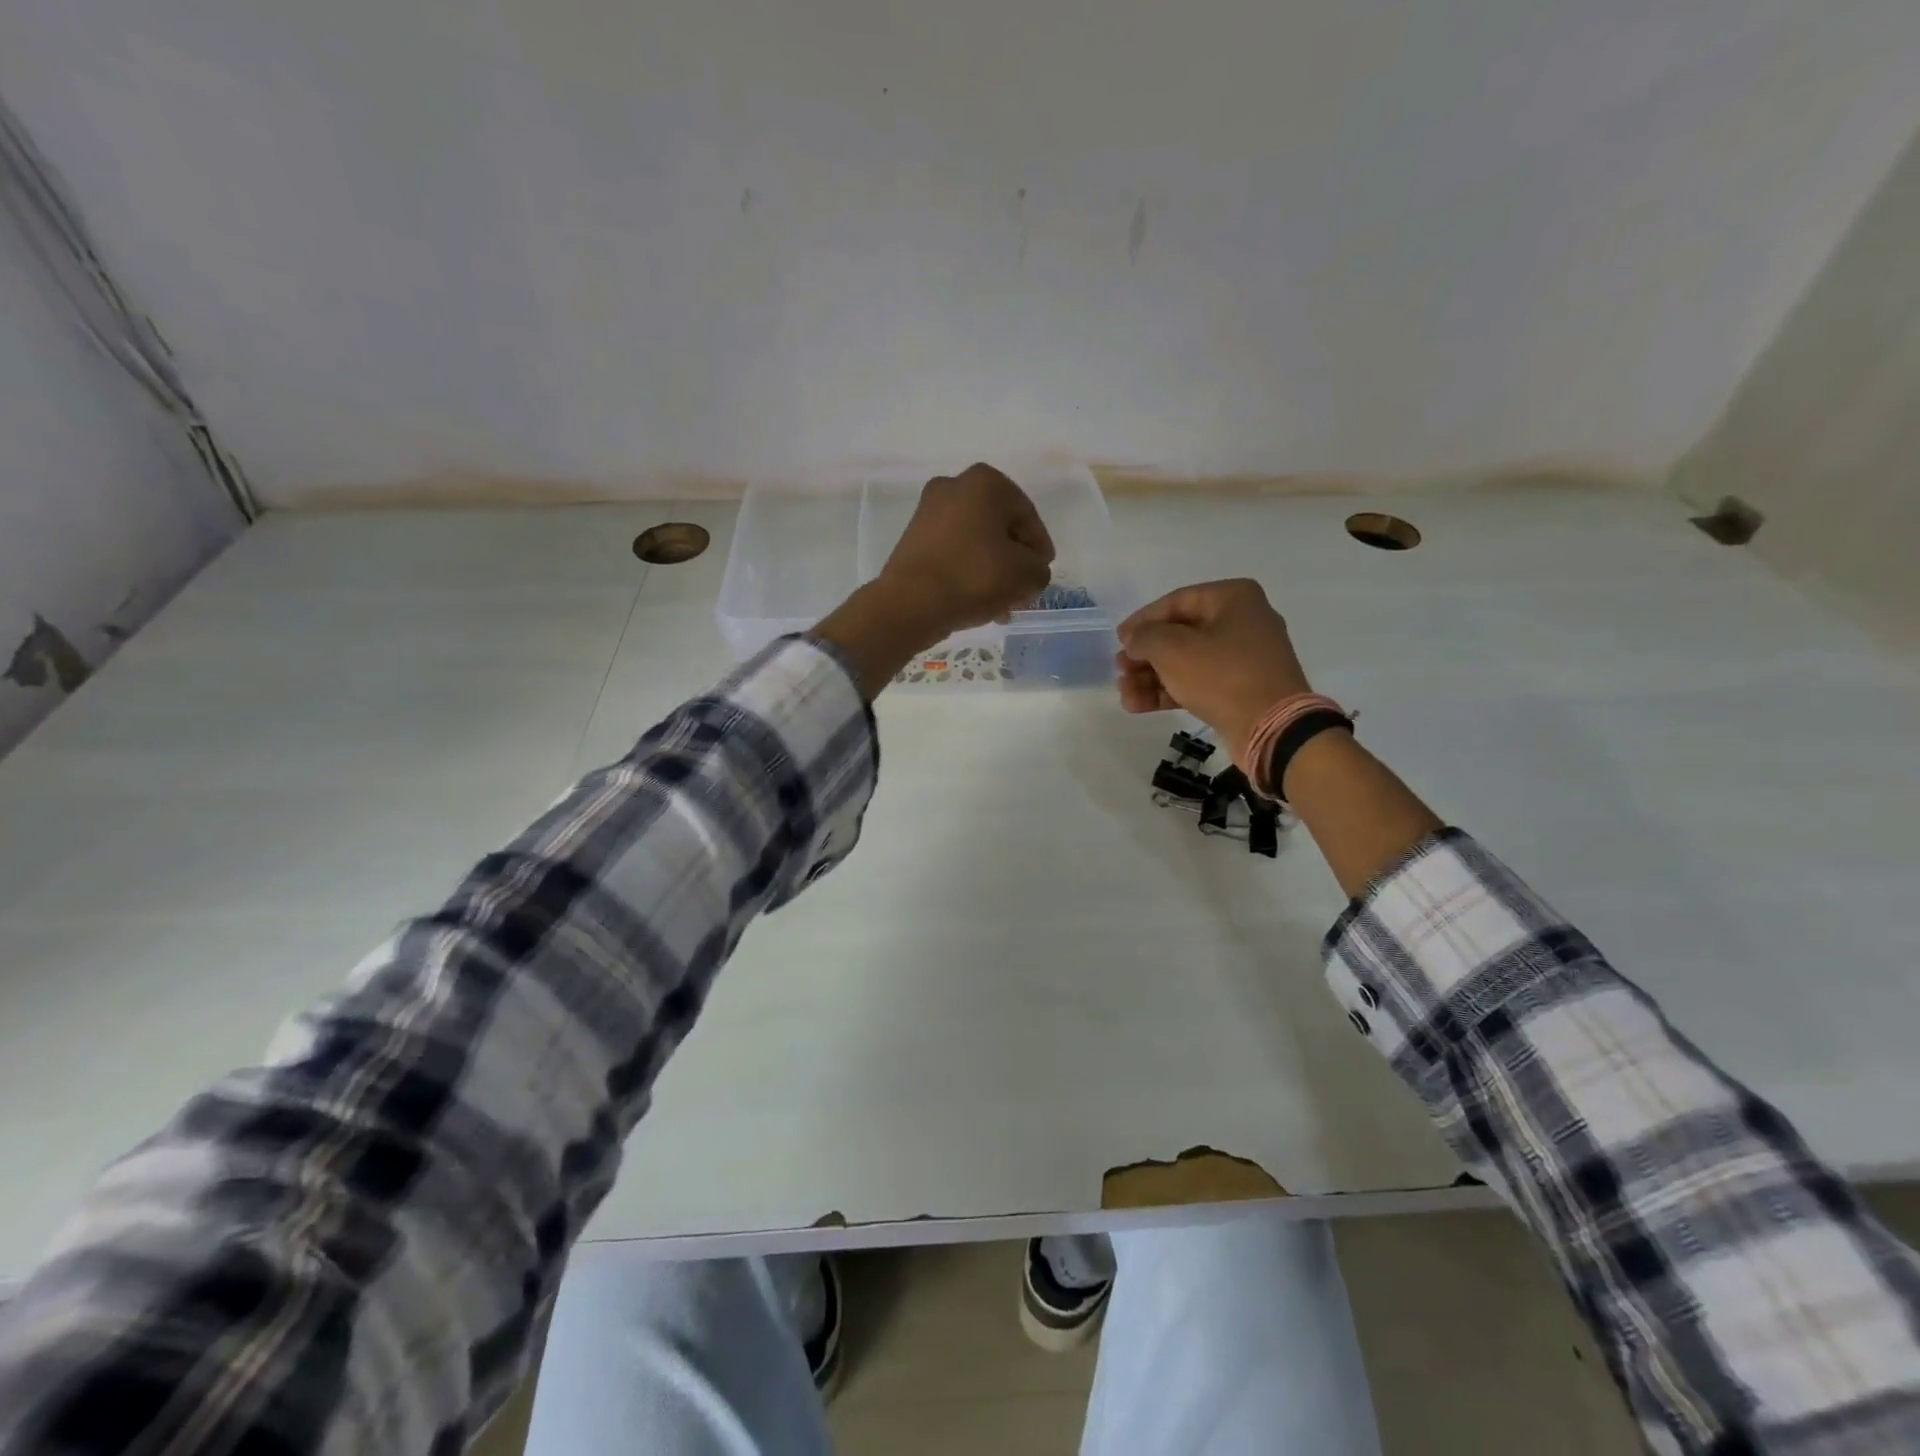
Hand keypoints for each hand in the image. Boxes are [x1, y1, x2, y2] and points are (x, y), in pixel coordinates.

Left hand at [813, 464, 1054, 696]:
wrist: (911, 603)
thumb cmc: (974, 577)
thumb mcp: (1026, 575)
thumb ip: (1039, 569)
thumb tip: (1029, 570)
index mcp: (986, 482)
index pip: (1028, 517)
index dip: (1040, 549)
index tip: (1042, 573)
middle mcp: (954, 486)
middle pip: (1000, 529)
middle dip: (1014, 562)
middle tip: (1023, 591)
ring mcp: (929, 511)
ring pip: (976, 543)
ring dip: (993, 571)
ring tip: (1003, 605)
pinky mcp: (913, 538)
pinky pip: (954, 552)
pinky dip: (968, 572)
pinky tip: (979, 601)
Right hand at [1115, 579, 1311, 762]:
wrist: (1271, 728)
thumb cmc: (1221, 676)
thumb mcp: (1172, 649)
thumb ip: (1144, 637)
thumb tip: (1134, 640)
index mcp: (1233, 599)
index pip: (1176, 601)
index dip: (1142, 620)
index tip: (1118, 640)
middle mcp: (1242, 622)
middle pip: (1179, 634)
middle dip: (1145, 655)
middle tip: (1120, 670)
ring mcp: (1243, 658)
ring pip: (1186, 661)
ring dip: (1151, 677)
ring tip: (1124, 693)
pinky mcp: (1240, 689)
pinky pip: (1198, 683)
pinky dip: (1170, 691)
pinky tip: (1138, 705)